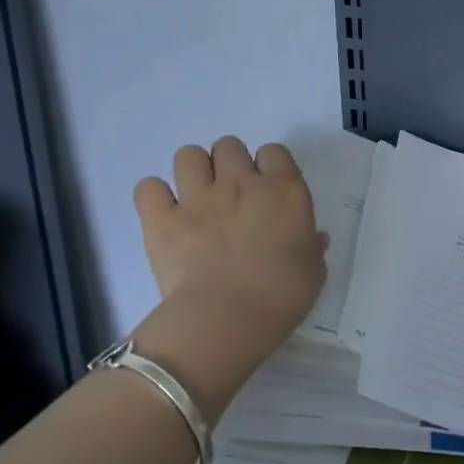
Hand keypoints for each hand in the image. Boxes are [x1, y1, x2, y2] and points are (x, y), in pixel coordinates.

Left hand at [129, 138, 327, 395]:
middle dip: (229, 164)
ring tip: (197, 198)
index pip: (275, 152)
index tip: (269, 190)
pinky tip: (164, 214)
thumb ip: (311, 247)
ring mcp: (197, 198)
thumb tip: (314, 238)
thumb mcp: (313, 271)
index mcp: (284, 191)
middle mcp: (240, 183)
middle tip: (232, 195)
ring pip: (188, 155)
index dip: (270, 167)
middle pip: (229, 146)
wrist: (228, 317)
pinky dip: (155, 197)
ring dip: (193, 171)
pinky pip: (148, 187)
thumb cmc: (283, 295)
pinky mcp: (162, 218)